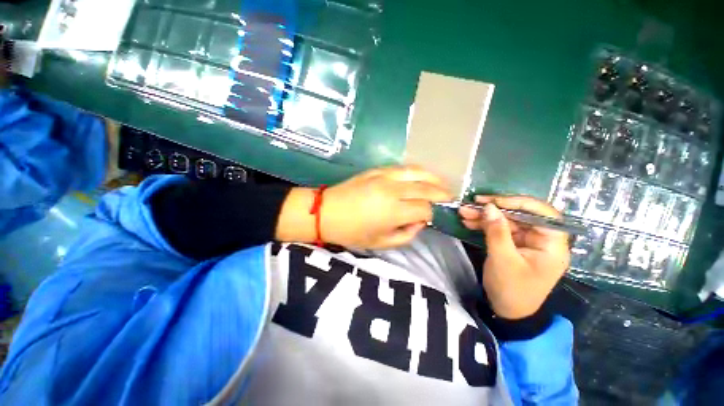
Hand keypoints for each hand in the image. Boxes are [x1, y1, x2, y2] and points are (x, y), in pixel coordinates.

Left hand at [321, 166, 451, 248]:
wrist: (326, 211)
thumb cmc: (351, 232)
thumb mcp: (381, 243)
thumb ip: (406, 235)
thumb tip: (419, 222)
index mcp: (393, 211)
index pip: (424, 208)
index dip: (430, 214)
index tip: (427, 219)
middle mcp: (392, 190)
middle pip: (426, 187)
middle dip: (441, 193)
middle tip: (449, 197)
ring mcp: (384, 176)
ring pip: (417, 172)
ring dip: (433, 177)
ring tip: (441, 184)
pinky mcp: (376, 169)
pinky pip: (402, 168)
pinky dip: (416, 171)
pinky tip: (420, 176)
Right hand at [459, 196, 569, 318]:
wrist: (507, 311)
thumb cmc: (512, 289)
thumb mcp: (503, 260)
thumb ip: (497, 232)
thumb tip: (489, 207)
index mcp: (552, 244)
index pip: (542, 213)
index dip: (518, 203)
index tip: (493, 201)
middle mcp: (542, 239)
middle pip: (520, 215)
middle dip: (494, 209)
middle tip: (471, 204)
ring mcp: (527, 242)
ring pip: (506, 221)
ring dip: (484, 216)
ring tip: (463, 212)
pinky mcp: (513, 245)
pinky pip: (499, 230)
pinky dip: (484, 225)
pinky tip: (468, 222)